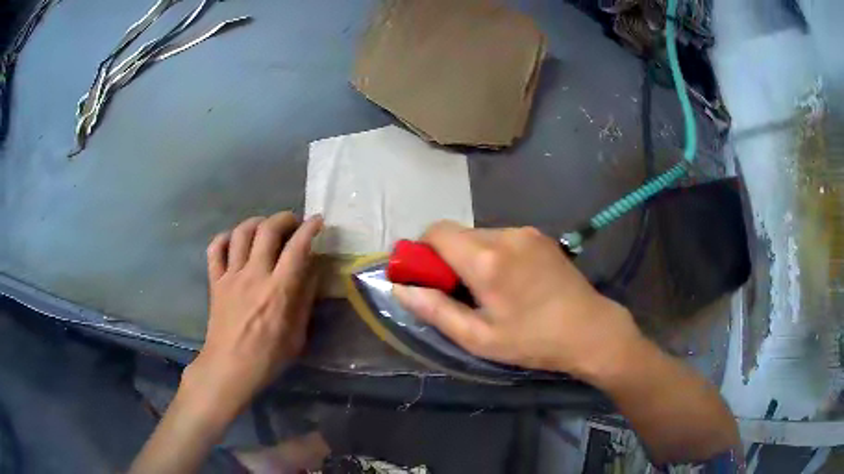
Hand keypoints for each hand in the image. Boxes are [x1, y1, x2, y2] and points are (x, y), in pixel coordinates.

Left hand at [182, 212, 323, 419]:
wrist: (229, 367)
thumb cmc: (268, 357)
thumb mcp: (297, 335)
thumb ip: (305, 299)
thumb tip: (313, 269)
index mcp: (278, 291)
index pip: (297, 248)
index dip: (309, 229)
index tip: (317, 221)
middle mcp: (254, 275)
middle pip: (267, 230)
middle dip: (284, 219)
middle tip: (293, 223)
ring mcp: (231, 276)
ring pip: (240, 233)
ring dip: (256, 222)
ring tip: (265, 227)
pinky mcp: (215, 281)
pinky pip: (215, 248)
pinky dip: (225, 238)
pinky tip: (234, 241)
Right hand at [393, 221, 642, 379]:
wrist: (591, 330)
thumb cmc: (533, 340)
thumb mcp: (478, 337)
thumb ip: (435, 310)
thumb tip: (401, 288)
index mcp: (486, 259)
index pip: (435, 232)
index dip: (422, 251)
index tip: (427, 279)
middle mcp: (504, 234)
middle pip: (457, 234)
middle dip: (447, 258)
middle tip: (459, 293)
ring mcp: (525, 232)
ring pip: (479, 235)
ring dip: (472, 256)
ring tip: (490, 291)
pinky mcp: (540, 236)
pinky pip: (502, 238)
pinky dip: (493, 254)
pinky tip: (511, 282)